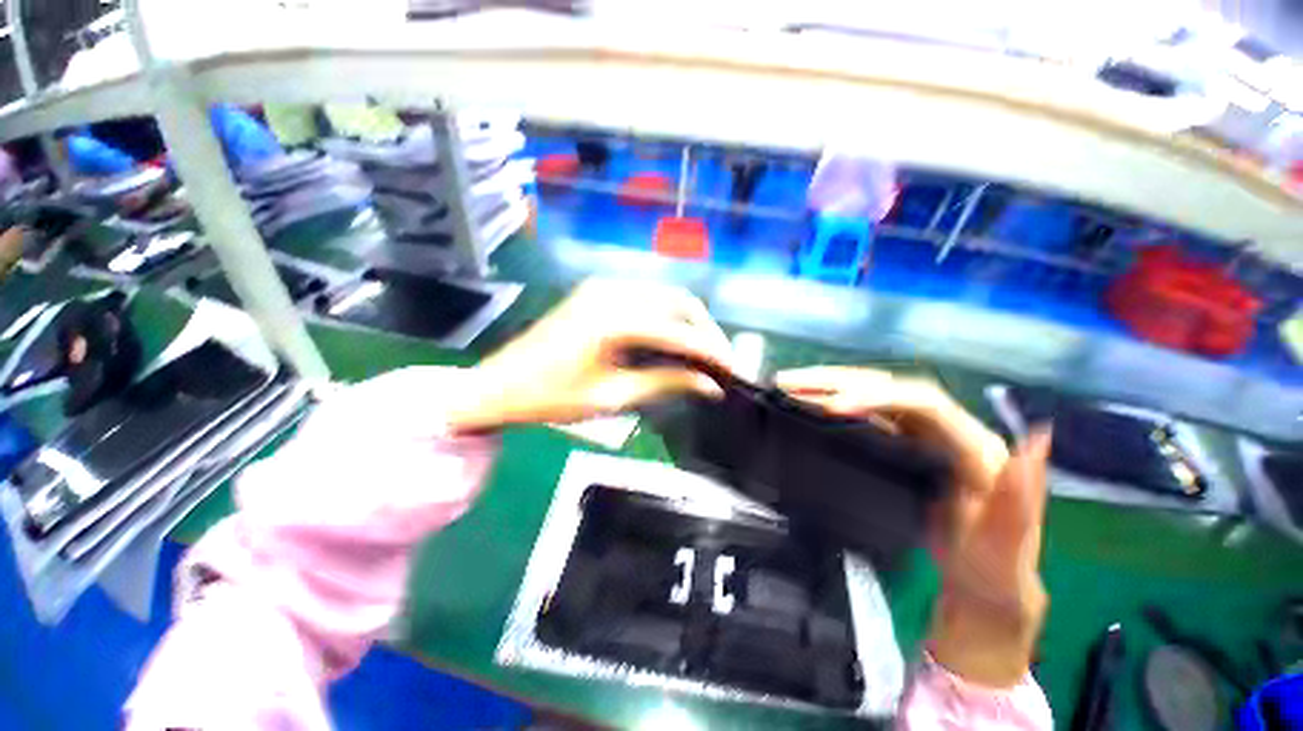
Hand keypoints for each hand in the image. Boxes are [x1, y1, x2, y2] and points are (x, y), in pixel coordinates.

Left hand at [445, 279, 734, 432]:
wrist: (500, 384)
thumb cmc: (552, 399)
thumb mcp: (613, 397)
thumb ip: (665, 384)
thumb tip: (710, 386)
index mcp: (614, 320)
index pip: (681, 332)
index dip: (713, 352)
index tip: (734, 372)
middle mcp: (613, 292)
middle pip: (681, 303)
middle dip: (706, 332)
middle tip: (719, 363)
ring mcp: (604, 286)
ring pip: (666, 297)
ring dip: (689, 322)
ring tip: (701, 354)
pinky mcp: (598, 290)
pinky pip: (647, 298)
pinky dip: (668, 317)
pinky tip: (672, 340)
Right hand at [775, 366, 1050, 687]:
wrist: (978, 586)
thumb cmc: (992, 569)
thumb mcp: (1007, 544)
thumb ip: (1020, 495)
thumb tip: (1037, 437)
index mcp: (974, 444)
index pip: (920, 403)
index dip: (875, 397)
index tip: (830, 407)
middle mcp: (946, 430)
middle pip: (887, 388)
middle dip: (836, 381)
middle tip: (790, 382)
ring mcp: (920, 436)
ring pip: (870, 397)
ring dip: (827, 387)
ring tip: (788, 385)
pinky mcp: (900, 445)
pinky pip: (862, 417)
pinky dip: (831, 407)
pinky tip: (808, 405)